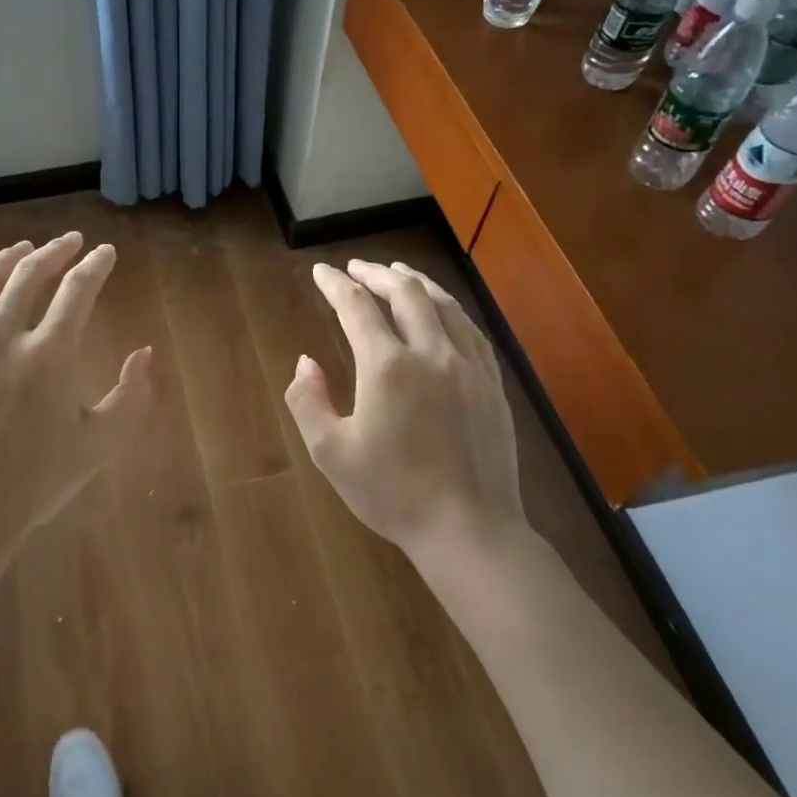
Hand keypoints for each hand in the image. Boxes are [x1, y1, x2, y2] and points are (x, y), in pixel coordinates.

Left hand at [0, 232, 153, 546]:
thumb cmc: (35, 481)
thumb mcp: (99, 444)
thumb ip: (131, 396)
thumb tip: (145, 353)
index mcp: (50, 353)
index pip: (77, 289)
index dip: (95, 265)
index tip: (104, 253)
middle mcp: (2, 336)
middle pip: (29, 273)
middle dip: (55, 250)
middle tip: (69, 242)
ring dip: (6, 258)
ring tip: (22, 247)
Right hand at [285, 260, 524, 559]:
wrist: (469, 529)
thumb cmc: (393, 493)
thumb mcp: (331, 453)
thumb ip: (308, 401)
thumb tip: (305, 362)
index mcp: (387, 367)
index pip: (356, 307)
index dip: (335, 284)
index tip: (320, 271)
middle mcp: (431, 353)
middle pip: (405, 293)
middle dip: (376, 273)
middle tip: (356, 268)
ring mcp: (468, 365)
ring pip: (443, 304)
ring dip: (416, 281)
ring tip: (397, 272)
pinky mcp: (492, 383)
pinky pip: (471, 328)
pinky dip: (449, 307)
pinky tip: (443, 310)